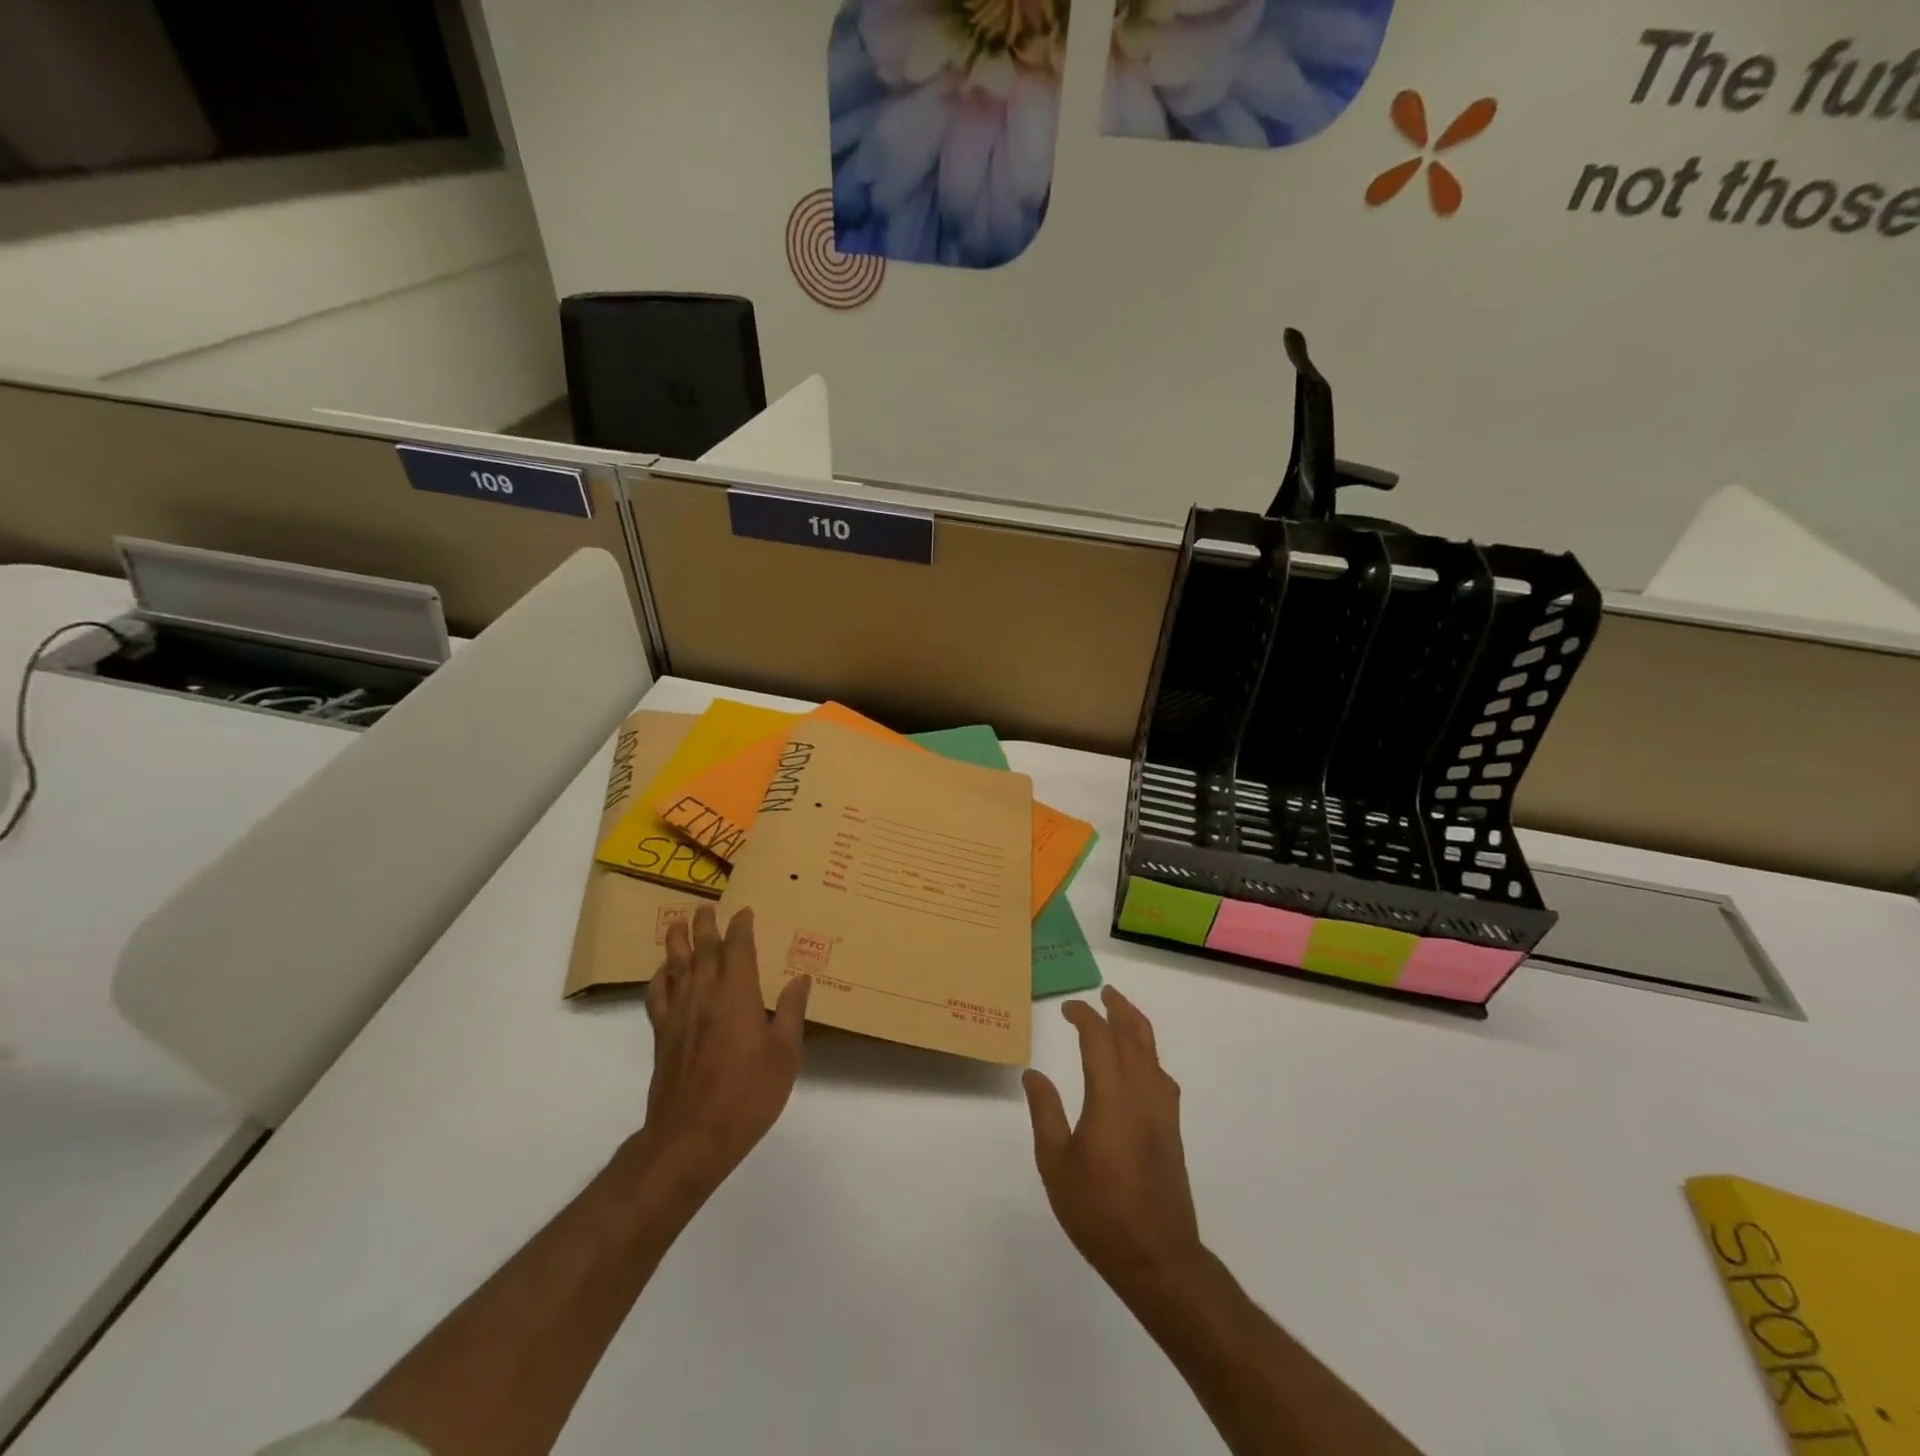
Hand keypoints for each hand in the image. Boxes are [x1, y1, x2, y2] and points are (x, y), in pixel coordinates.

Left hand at [635, 906, 809, 1207]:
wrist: (691, 1137)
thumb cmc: (748, 1094)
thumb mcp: (785, 1054)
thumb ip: (790, 1012)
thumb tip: (801, 979)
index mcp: (738, 993)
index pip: (738, 948)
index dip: (741, 926)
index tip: (745, 912)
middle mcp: (705, 994)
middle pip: (702, 949)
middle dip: (705, 925)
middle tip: (706, 907)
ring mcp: (679, 1014)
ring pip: (675, 966)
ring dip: (677, 941)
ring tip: (678, 924)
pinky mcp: (662, 1035)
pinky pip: (657, 995)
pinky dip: (659, 977)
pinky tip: (663, 974)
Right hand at [1024, 986, 1203, 1298]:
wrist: (1158, 1257)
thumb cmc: (1099, 1211)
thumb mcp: (1056, 1164)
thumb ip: (1045, 1113)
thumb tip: (1034, 1073)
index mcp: (1111, 1097)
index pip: (1099, 1039)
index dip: (1084, 1016)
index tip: (1068, 1008)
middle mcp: (1142, 1093)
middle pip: (1135, 1036)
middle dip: (1118, 1008)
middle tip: (1104, 992)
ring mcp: (1162, 1111)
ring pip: (1153, 1052)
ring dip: (1136, 1026)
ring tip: (1120, 1015)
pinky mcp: (1172, 1129)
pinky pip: (1161, 1074)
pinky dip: (1148, 1054)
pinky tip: (1139, 1064)